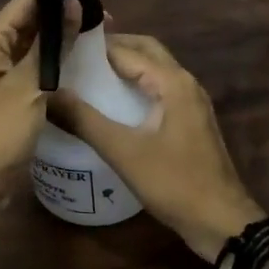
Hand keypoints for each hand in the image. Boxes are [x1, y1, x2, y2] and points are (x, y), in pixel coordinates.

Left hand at [0, 0, 83, 194]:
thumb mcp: (28, 87)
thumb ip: (52, 44)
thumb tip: (72, 1)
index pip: (28, 0)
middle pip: (31, 20)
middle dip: (66, 14)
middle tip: (108, 16)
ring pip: (35, 44)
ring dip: (64, 38)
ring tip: (102, 34)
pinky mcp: (8, 95)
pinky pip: (34, 67)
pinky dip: (57, 62)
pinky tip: (83, 64)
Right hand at [47, 33, 264, 261]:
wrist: (221, 221)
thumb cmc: (174, 182)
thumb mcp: (123, 151)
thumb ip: (84, 120)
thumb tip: (47, 94)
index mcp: (173, 82)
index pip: (127, 50)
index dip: (94, 47)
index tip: (61, 47)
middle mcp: (185, 83)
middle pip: (146, 51)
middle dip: (112, 48)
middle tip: (74, 55)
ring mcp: (192, 102)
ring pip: (155, 70)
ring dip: (125, 66)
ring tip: (87, 75)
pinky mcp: (190, 121)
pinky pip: (160, 90)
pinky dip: (136, 86)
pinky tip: (113, 104)